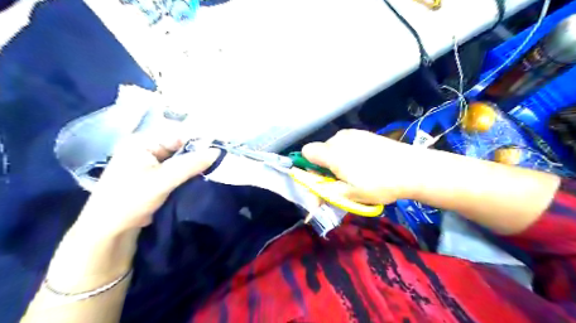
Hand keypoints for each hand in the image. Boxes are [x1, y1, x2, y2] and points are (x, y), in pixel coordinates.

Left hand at [74, 132, 219, 236]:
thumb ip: (191, 164)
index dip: (198, 140)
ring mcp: (149, 163)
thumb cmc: (131, 199)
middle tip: (220, 158)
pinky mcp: (154, 176)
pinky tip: (201, 175)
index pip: (177, 134)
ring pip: (179, 159)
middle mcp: (145, 148)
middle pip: (179, 146)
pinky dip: (187, 172)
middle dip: (198, 153)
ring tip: (214, 166)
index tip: (219, 147)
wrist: (110, 230)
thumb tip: (217, 151)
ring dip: (194, 164)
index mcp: (142, 142)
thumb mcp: (163, 180)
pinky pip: (175, 169)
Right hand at [303, 129, 423, 204]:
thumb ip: (326, 193)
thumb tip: (312, 200)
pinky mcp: (365, 133)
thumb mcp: (350, 195)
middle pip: (321, 151)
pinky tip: (366, 163)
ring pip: (335, 147)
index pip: (306, 152)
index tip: (323, 179)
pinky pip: (348, 143)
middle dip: (325, 166)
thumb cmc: (379, 184)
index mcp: (332, 153)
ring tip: (356, 172)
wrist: (413, 169)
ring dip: (337, 160)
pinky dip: (349, 153)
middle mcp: (339, 139)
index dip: (309, 167)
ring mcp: (353, 133)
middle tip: (342, 181)